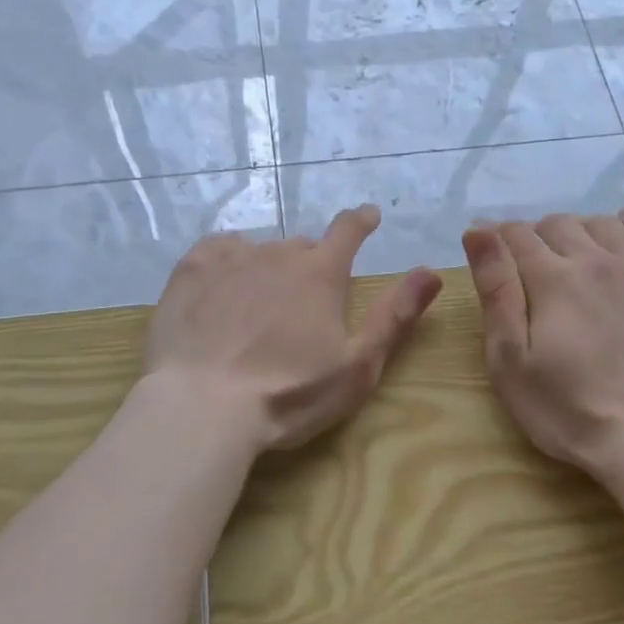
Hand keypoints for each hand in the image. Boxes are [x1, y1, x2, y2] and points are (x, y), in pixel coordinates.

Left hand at [143, 204, 442, 452]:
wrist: (202, 406)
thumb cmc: (288, 394)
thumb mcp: (357, 365)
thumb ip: (395, 315)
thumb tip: (431, 271)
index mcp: (321, 274)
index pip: (348, 230)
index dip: (360, 221)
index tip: (367, 216)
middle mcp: (278, 253)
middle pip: (301, 248)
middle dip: (308, 266)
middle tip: (300, 305)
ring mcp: (232, 258)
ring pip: (259, 251)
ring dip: (266, 269)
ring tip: (255, 308)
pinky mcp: (191, 269)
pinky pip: (218, 249)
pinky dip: (227, 262)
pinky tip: (221, 289)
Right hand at [461, 210, 623, 476]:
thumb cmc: (567, 407)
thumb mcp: (510, 358)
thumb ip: (496, 289)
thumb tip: (478, 231)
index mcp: (551, 278)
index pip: (517, 236)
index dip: (497, 237)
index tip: (489, 249)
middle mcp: (594, 262)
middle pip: (559, 225)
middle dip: (536, 235)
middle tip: (529, 265)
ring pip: (603, 226)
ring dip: (579, 229)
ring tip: (571, 252)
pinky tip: (623, 227)